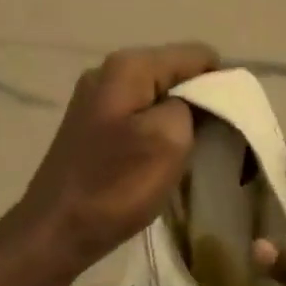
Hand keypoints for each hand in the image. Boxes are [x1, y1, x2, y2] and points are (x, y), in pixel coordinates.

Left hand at [9, 42, 219, 280]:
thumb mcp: (170, 138)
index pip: (197, 55)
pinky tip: (159, 162)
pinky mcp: (92, 126)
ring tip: (188, 156)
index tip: (229, 124)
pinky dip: (157, 134)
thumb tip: (197, 97)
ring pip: (158, 98)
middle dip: (200, 103)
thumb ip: (194, 103)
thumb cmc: (116, 184)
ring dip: (179, 122)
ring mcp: (97, 99)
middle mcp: (110, 71)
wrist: (55, 230)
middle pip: (176, 74)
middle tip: (212, 144)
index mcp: (129, 66)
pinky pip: (139, 117)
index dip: (221, 85)